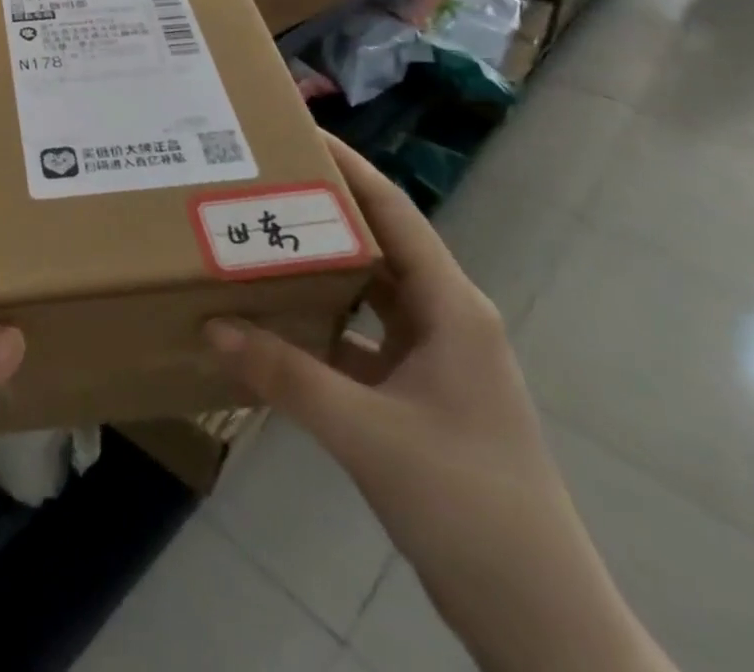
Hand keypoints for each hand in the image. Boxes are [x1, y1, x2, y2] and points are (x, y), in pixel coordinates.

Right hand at [206, 134, 673, 671]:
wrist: (541, 623)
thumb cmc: (469, 506)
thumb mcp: (368, 434)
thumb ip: (286, 375)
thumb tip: (212, 325)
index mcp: (450, 307)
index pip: (392, 212)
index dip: (347, 167)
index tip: (295, 131)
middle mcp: (444, 319)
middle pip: (377, 244)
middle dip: (322, 210)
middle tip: (259, 181)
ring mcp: (434, 360)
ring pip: (367, 293)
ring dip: (318, 268)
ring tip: (257, 238)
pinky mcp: (419, 395)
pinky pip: (360, 338)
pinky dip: (320, 324)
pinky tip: (274, 322)